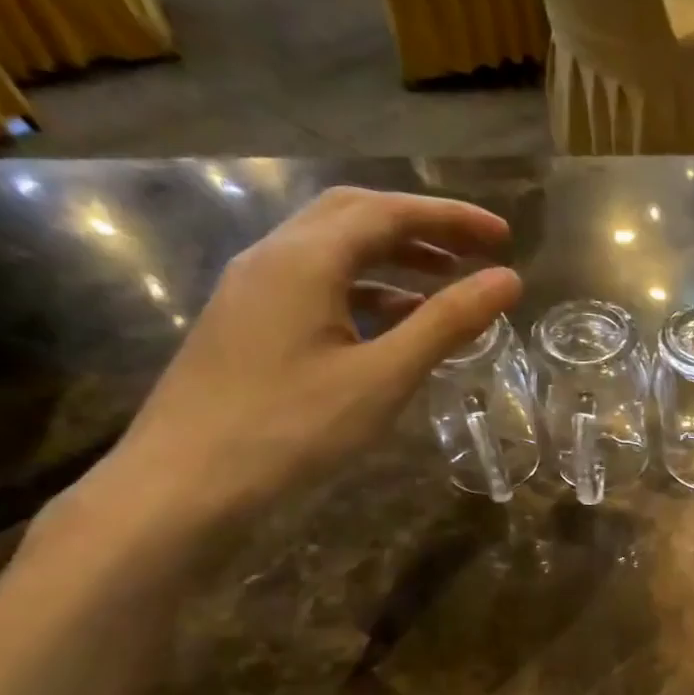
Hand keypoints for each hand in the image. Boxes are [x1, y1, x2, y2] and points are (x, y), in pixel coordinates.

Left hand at [73, 186, 520, 541]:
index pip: (387, 212)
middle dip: (422, 226)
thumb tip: (508, 280)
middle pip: (354, 215)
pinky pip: (316, 283)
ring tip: (447, 281)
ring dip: (394, 255)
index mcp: (304, 260)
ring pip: (333, 249)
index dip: (451, 218)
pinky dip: (366, 288)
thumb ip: (446, 322)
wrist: (184, 481)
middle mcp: (273, 258)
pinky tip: (394, 320)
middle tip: (476, 250)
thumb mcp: (383, 376)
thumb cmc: (292, 427)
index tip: (504, 236)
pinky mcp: (249, 321)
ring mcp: (254, 289)